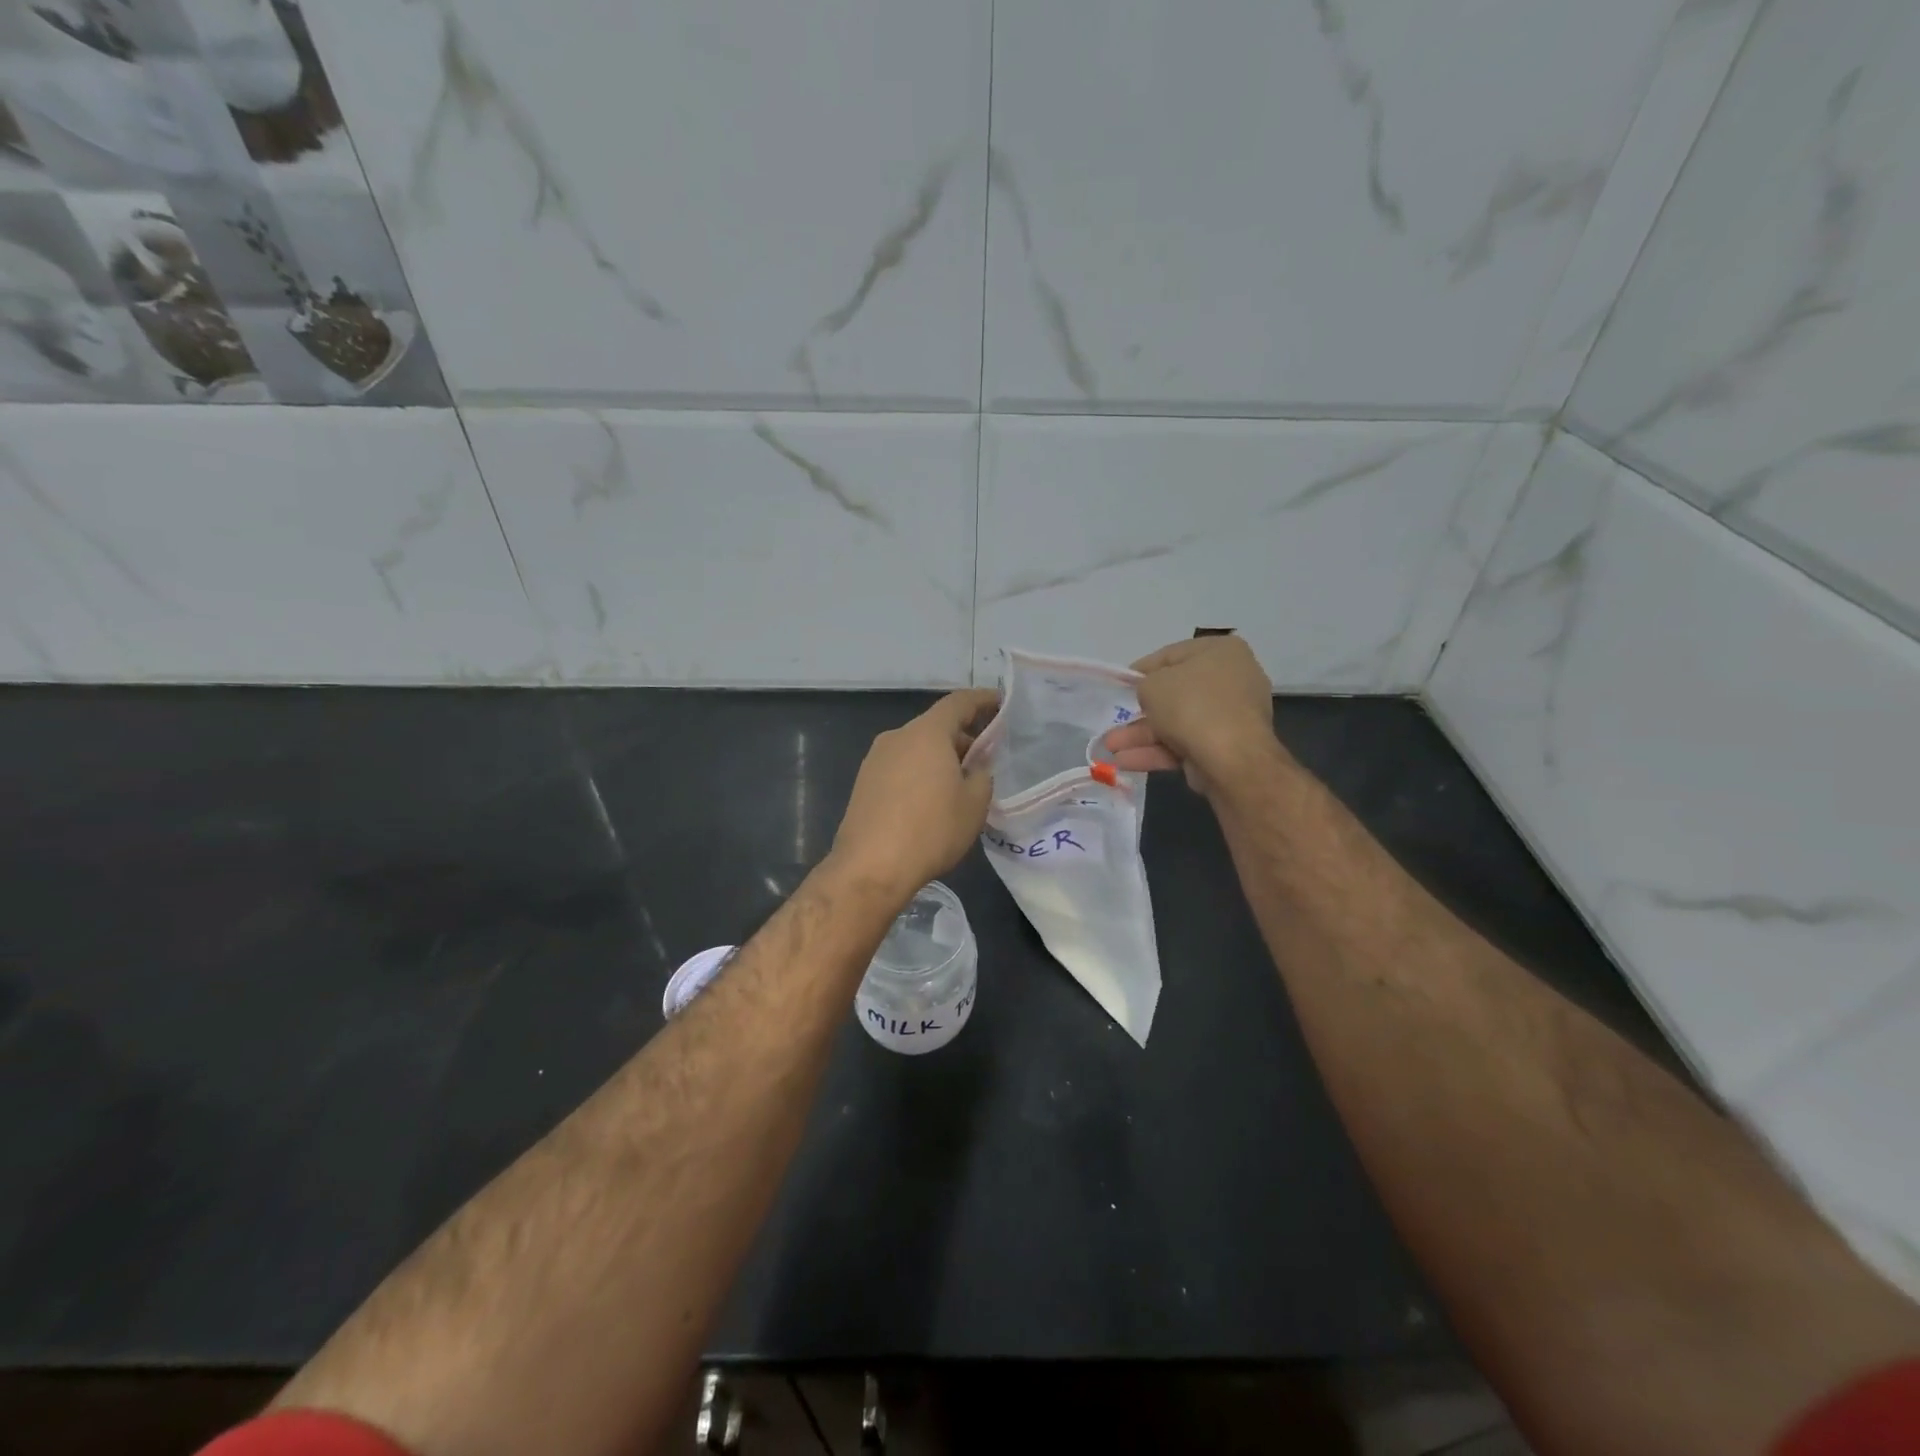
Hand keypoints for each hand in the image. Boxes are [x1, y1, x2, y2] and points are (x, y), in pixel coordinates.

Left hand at [830, 688, 998, 897]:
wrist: (870, 867)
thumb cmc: (931, 830)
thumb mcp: (974, 804)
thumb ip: (983, 774)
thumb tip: (977, 765)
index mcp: (927, 733)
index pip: (959, 703)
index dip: (983, 700)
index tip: (1001, 702)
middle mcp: (897, 737)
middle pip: (936, 725)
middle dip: (963, 736)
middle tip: (986, 755)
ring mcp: (875, 759)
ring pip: (916, 747)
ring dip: (940, 756)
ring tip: (961, 781)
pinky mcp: (864, 783)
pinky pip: (900, 766)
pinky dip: (920, 772)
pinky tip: (932, 799)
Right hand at [1104, 636, 1276, 793]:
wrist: (1231, 757)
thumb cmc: (1192, 704)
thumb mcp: (1154, 684)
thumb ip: (1145, 686)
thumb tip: (1152, 696)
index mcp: (1221, 652)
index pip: (1172, 655)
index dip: (1142, 671)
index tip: (1120, 685)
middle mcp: (1231, 680)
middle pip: (1174, 694)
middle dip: (1139, 713)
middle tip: (1114, 721)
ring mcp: (1230, 716)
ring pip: (1176, 723)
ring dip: (1141, 736)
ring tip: (1110, 748)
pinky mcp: (1225, 748)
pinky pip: (1185, 744)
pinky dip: (1156, 752)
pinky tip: (1125, 761)